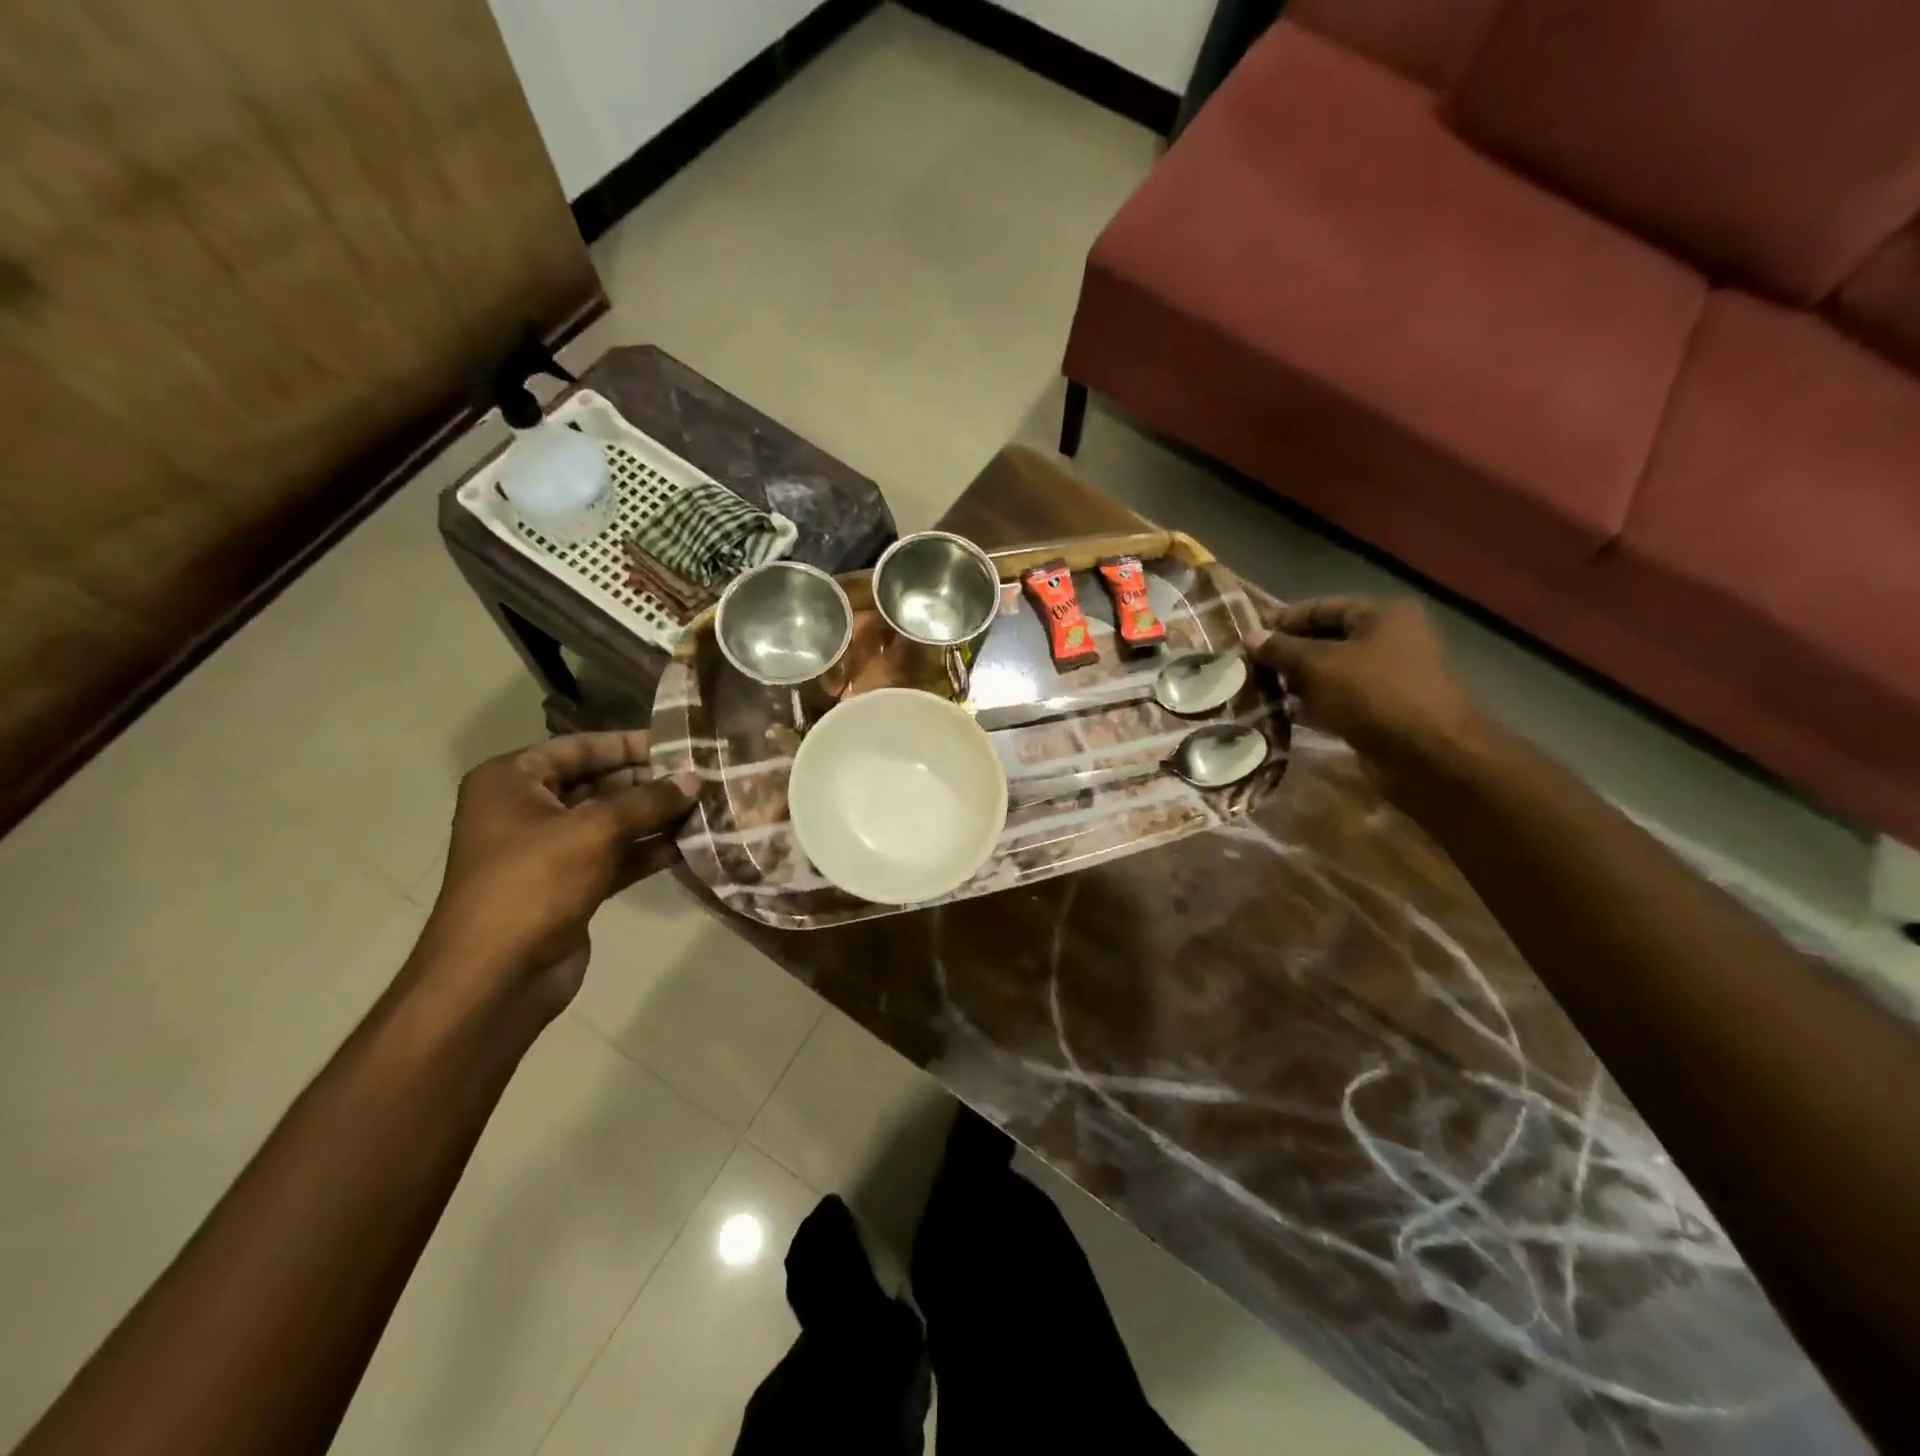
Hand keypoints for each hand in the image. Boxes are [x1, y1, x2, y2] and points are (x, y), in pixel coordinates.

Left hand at [409, 732, 697, 1018]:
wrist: (496, 978)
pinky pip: (617, 856)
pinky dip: (649, 851)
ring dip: (656, 817)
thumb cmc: (533, 885)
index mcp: (512, 781)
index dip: (631, 744)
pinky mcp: (571, 885)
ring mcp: (549, 850)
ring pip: (612, 822)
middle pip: (599, 783)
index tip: (682, 744)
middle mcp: (527, 809)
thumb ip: (648, 801)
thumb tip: (694, 779)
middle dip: (650, 783)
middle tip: (703, 777)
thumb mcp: (594, 831)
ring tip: (706, 806)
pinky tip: (691, 844)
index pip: (581, 747)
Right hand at [1252, 598, 1485, 791]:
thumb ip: (1282, 650)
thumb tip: (1251, 637)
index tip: (1250, 637)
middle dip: (1289, 654)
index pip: (1323, 608)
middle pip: (1327, 640)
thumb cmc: (1373, 695)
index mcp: (1383, 615)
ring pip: (1332, 674)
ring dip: (1298, 683)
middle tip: (1250, 667)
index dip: (1285, 620)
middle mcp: (1391, 640)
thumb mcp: (1318, 665)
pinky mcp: (1383, 712)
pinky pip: (1340, 701)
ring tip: (1259, 692)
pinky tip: (1284, 715)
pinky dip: (1314, 706)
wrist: (1428, 755)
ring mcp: (1389, 678)